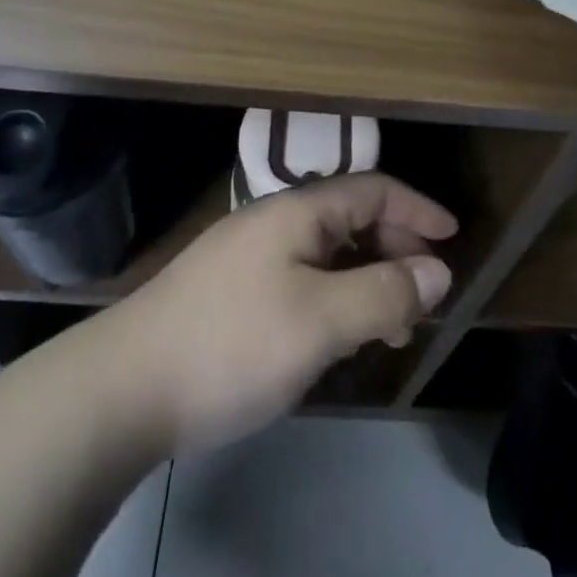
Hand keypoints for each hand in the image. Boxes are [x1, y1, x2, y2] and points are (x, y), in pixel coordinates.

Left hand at [89, 173, 455, 455]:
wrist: (124, 387)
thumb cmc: (233, 343)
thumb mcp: (319, 321)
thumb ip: (383, 292)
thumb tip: (437, 271)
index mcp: (298, 211)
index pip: (372, 189)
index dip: (417, 208)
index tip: (452, 237)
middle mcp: (275, 220)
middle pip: (351, 218)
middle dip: (395, 249)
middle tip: (425, 295)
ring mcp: (249, 254)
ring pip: (326, 253)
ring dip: (366, 279)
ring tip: (390, 328)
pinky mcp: (231, 290)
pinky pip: (302, 277)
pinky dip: (334, 297)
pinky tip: (335, 336)